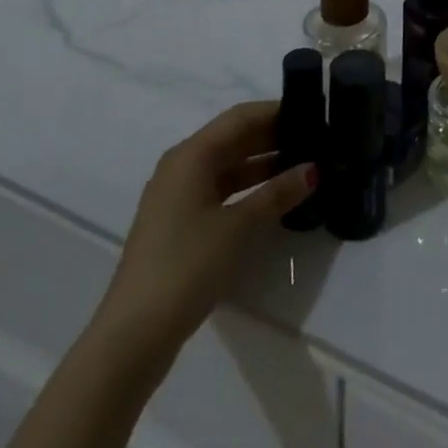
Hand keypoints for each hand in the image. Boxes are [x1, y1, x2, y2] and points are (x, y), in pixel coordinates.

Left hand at [97, 102, 315, 356]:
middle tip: (315, 139)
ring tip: (303, 165)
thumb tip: (314, 168)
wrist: (132, 337)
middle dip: (273, 137)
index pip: (241, 117)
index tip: (311, 112)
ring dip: (263, 164)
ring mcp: (177, 197)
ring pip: (227, 166)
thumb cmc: (186, 266)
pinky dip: (247, 188)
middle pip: (233, 138)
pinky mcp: (178, 225)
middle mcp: (181, 167)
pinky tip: (274, 197)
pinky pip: (220, 190)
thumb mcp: (239, 227)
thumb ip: (277, 193)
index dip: (276, 111)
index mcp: (191, 155)